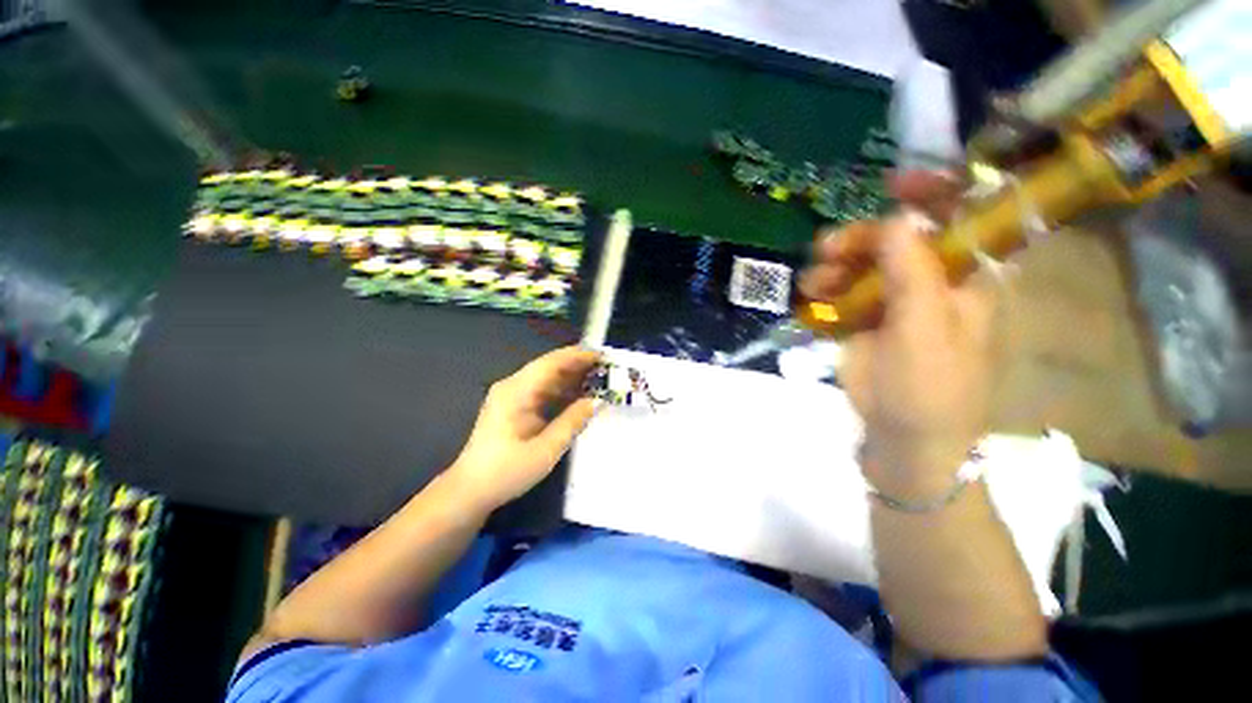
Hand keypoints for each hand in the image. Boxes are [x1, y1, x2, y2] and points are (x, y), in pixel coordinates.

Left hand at [447, 346, 600, 511]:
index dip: (578, 356)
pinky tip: (580, 395)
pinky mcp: (515, 406)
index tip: (602, 355)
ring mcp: (512, 396)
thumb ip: (572, 422)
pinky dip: (562, 391)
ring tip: (600, 379)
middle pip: (550, 367)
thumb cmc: (506, 472)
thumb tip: (597, 401)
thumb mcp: (545, 450)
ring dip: (572, 378)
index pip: (551, 363)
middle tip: (607, 368)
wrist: (470, 492)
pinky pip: (543, 391)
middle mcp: (513, 386)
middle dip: (578, 365)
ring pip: (547, 378)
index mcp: (516, 391)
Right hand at [801, 173, 999, 491]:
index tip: (891, 185)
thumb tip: (897, 218)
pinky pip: (840, 288)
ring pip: (861, 262)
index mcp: (966, 278)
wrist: (902, 437)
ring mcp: (893, 301)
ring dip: (834, 264)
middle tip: (829, 249)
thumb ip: (915, 272)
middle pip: (896, 237)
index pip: (960, 217)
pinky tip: (812, 297)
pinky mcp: (862, 319)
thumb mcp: (926, 328)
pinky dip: (824, 287)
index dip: (933, 192)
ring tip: (816, 282)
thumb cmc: (930, 387)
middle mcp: (930, 281)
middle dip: (861, 237)